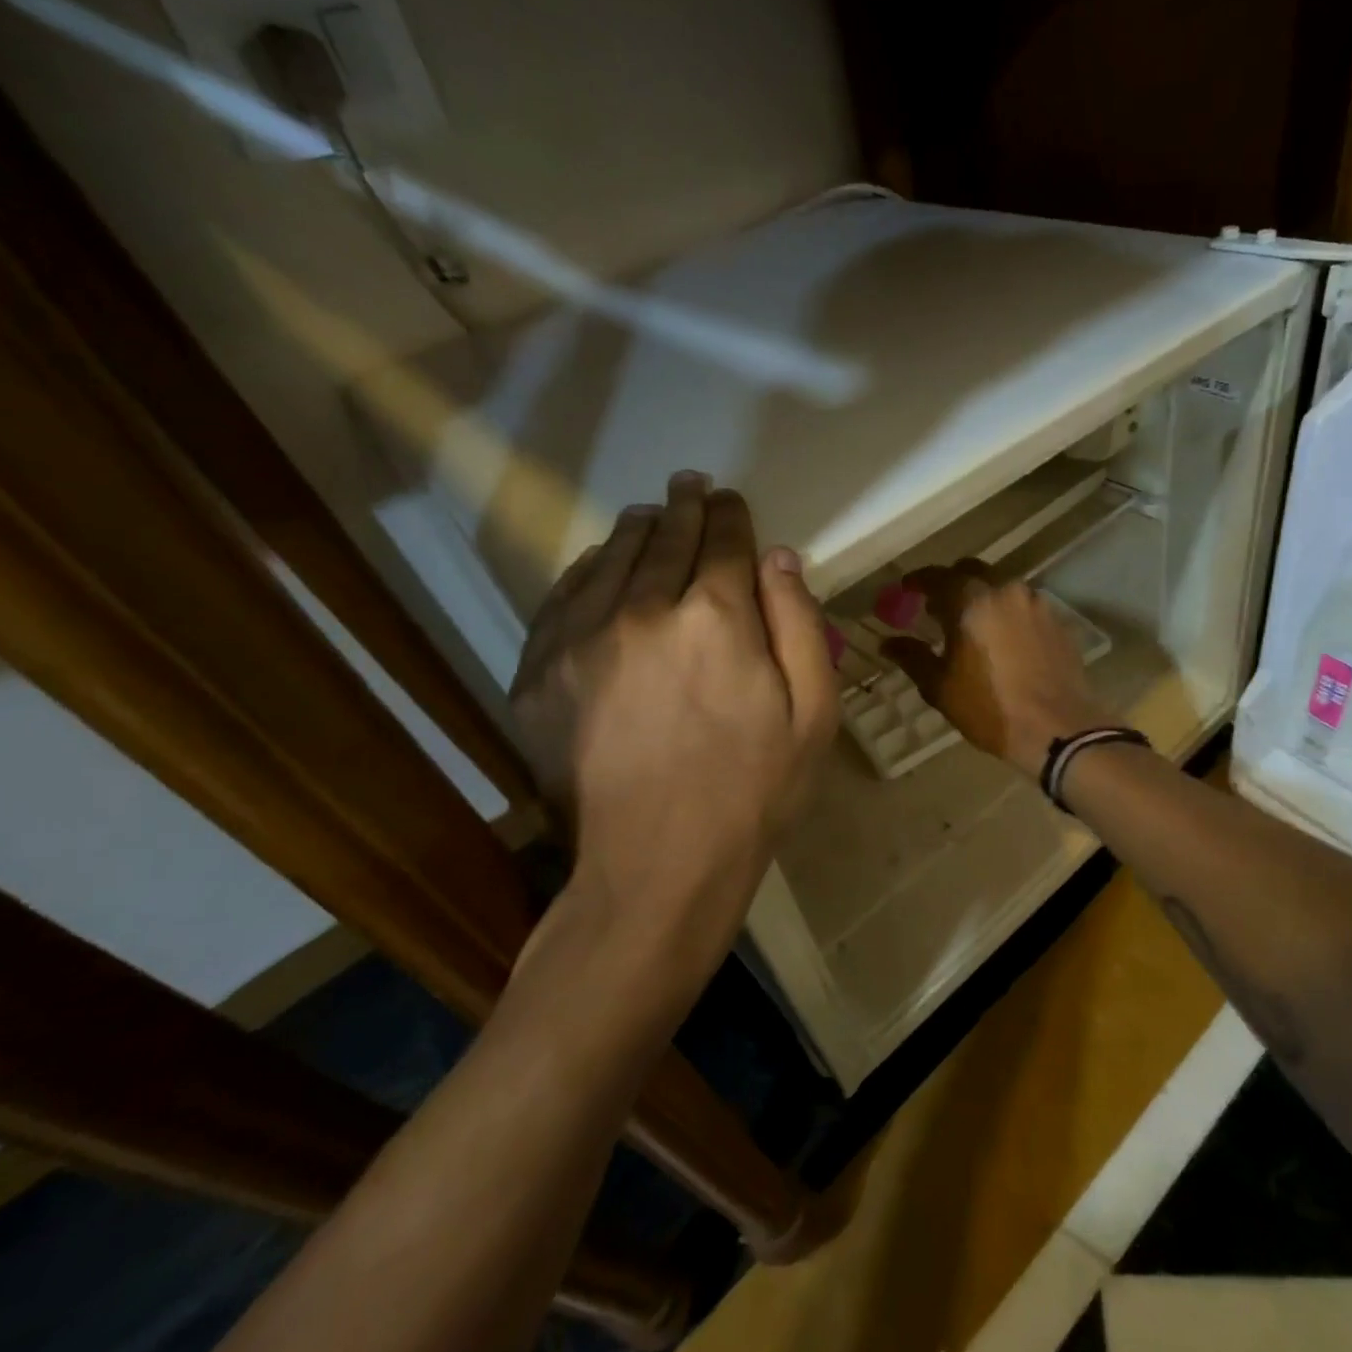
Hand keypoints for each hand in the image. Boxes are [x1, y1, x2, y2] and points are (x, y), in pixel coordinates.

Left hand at [509, 473, 837, 963]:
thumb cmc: (752, 792)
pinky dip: (587, 568)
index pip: (724, 540)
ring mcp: (580, 637)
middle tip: (690, 484)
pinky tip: (600, 562)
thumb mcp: (813, 714)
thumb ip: (800, 625)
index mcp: (716, 616)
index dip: (731, 514)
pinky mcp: (539, 670)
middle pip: (666, 537)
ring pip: (611, 557)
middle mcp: (642, 609)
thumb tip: (779, 557)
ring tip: (651, 513)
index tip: (732, 500)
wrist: (656, 867)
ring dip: (637, 528)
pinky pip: (564, 595)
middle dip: (685, 507)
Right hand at [881, 560, 1112, 778]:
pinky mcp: (1058, 621)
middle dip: (952, 584)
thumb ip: (913, 657)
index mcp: (971, 601)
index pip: (937, 576)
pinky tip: (1003, 639)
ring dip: (983, 597)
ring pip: (1002, 587)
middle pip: (973, 572)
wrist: (1058, 730)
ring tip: (972, 624)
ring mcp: (1036, 604)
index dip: (918, 581)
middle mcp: (1006, 591)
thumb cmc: (990, 709)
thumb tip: (889, 643)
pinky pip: (1024, 606)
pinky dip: (1008, 613)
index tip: (907, 589)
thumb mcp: (940, 688)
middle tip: (937, 607)